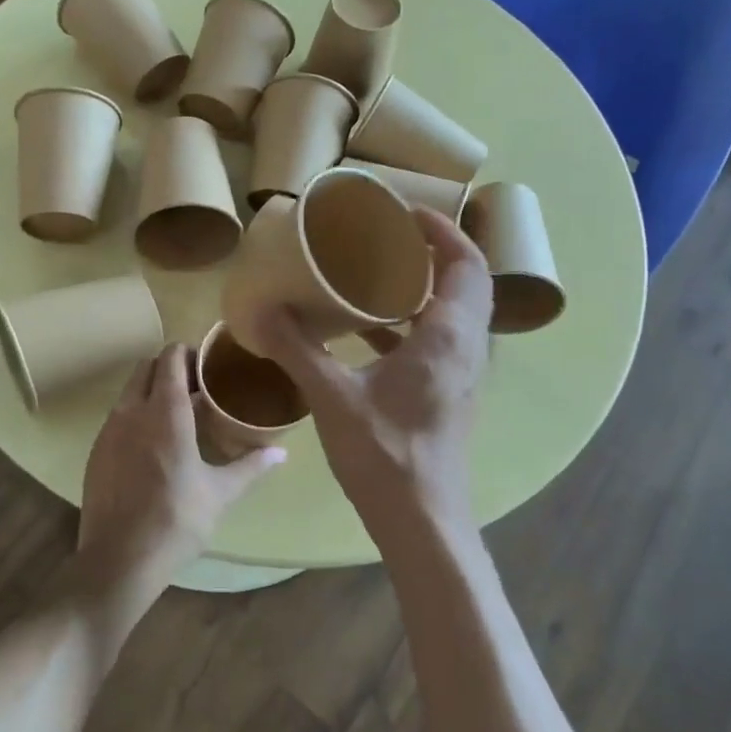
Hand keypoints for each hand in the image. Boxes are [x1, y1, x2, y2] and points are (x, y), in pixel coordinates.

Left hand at [77, 344, 284, 603]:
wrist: (118, 560)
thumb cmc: (176, 520)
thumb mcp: (220, 493)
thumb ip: (251, 466)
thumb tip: (282, 452)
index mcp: (166, 412)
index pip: (171, 358)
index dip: (189, 353)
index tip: (209, 366)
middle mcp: (133, 411)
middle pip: (146, 367)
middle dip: (169, 368)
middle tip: (196, 388)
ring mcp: (109, 430)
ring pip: (128, 391)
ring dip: (150, 390)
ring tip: (177, 415)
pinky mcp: (96, 451)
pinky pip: (117, 416)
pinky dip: (135, 414)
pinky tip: (153, 445)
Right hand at [252, 210, 490, 541]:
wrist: (422, 520)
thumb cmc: (384, 453)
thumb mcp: (332, 396)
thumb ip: (297, 348)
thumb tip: (262, 309)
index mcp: (448, 336)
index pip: (466, 263)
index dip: (443, 230)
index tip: (406, 211)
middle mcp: (467, 348)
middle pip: (468, 281)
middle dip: (437, 250)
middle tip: (393, 234)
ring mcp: (464, 374)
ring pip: (457, 311)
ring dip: (427, 285)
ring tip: (381, 270)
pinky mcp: (451, 393)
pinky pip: (442, 339)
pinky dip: (415, 321)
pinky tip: (371, 328)